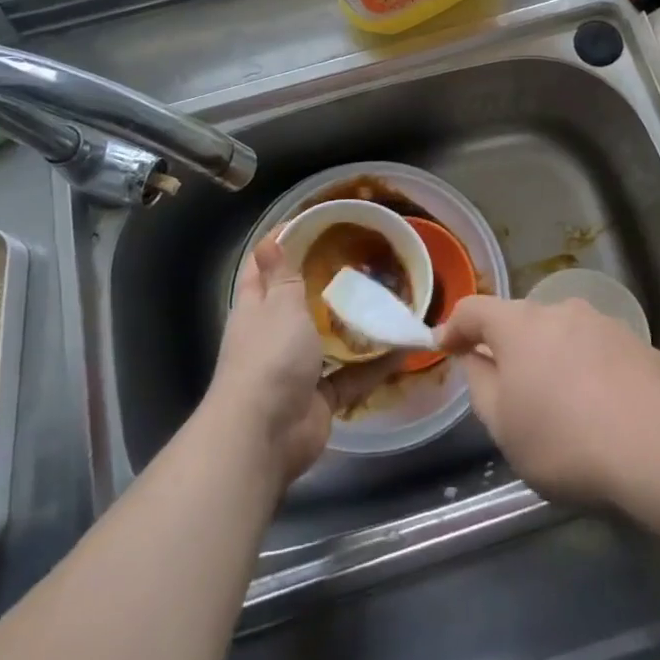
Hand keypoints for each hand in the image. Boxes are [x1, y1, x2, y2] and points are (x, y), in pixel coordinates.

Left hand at [208, 236, 404, 487]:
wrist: (265, 436)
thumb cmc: (269, 358)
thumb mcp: (279, 305)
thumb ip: (282, 275)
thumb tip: (268, 240)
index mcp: (256, 308)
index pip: (263, 268)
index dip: (282, 244)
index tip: (314, 223)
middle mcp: (274, 335)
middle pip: (300, 302)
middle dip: (327, 283)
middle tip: (364, 258)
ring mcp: (297, 368)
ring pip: (329, 339)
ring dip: (354, 324)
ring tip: (388, 297)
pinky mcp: (320, 397)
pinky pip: (351, 375)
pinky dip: (374, 364)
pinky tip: (403, 346)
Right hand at [439, 295, 659, 503]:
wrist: (658, 446)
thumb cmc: (564, 438)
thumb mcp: (503, 426)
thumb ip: (481, 385)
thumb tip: (476, 359)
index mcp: (519, 325)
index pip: (475, 310)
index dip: (455, 326)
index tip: (444, 344)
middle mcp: (560, 311)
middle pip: (523, 321)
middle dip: (511, 347)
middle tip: (508, 385)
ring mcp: (605, 323)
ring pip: (566, 335)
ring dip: (555, 358)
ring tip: (562, 401)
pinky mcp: (641, 345)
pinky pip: (603, 354)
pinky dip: (593, 373)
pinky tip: (605, 410)